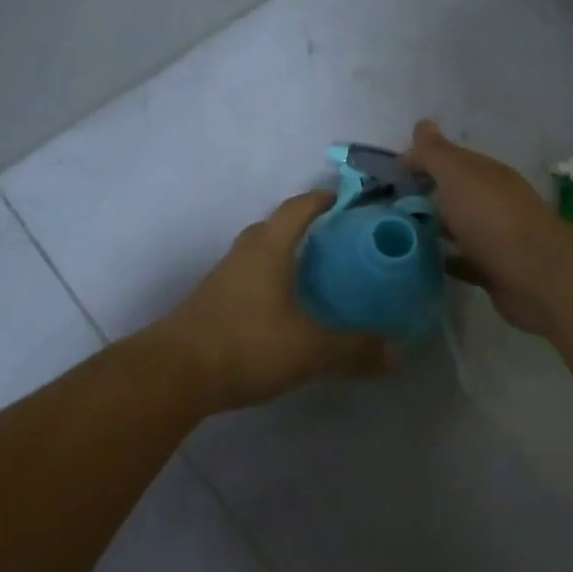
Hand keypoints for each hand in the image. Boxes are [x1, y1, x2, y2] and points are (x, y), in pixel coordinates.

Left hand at [157, 191, 389, 411]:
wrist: (175, 372)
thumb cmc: (247, 343)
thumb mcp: (310, 349)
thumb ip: (355, 349)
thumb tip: (397, 353)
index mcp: (269, 247)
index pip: (299, 207)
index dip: (324, 199)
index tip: (349, 200)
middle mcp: (245, 252)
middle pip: (277, 226)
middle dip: (307, 228)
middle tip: (339, 243)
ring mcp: (224, 276)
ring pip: (261, 253)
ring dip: (286, 256)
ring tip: (317, 275)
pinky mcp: (212, 301)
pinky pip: (249, 277)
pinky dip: (271, 281)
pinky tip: (285, 308)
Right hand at [402, 119, 572, 338]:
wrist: (536, 277)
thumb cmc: (491, 218)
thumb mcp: (457, 175)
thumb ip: (436, 152)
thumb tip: (421, 124)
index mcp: (486, 174)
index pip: (450, 159)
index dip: (421, 160)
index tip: (393, 172)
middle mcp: (493, 201)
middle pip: (454, 192)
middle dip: (425, 194)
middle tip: (387, 204)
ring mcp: (495, 237)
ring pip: (458, 225)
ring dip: (434, 226)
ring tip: (396, 232)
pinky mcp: (493, 270)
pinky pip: (462, 260)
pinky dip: (444, 258)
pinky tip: (421, 261)